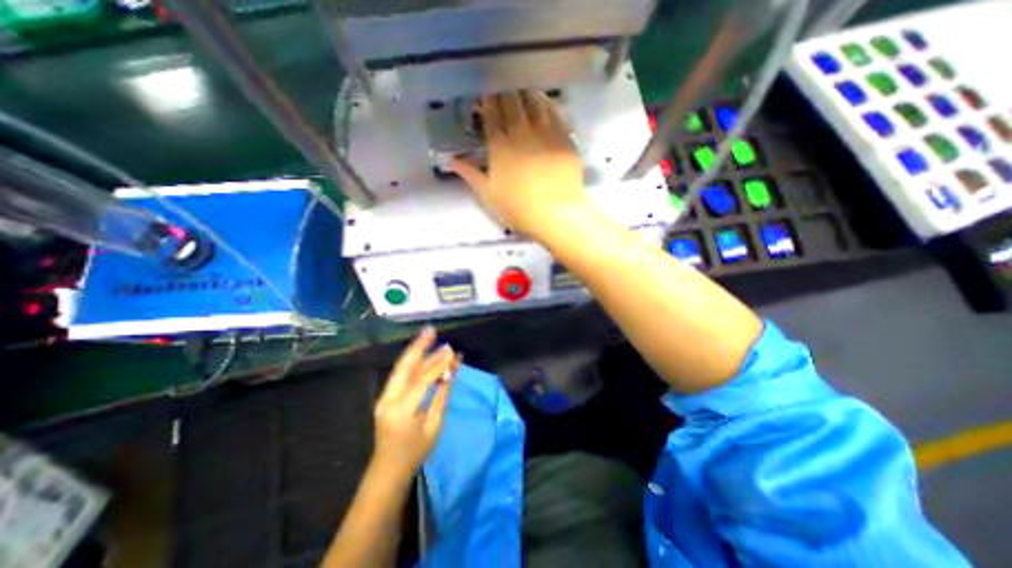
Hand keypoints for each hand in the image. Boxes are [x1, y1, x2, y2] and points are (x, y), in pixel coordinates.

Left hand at [370, 325, 458, 475]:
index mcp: (402, 410)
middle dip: (419, 346)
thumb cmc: (415, 452)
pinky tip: (421, 353)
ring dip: (415, 350)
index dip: (438, 364)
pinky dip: (412, 362)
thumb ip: (441, 396)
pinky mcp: (385, 396)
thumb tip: (450, 373)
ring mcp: (384, 397)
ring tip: (427, 335)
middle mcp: (389, 399)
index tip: (451, 351)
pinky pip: (400, 374)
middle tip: (431, 330)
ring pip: (401, 368)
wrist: (387, 470)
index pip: (422, 379)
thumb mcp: (434, 426)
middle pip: (405, 366)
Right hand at [456, 92, 588, 236]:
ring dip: (526, 94)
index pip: (492, 113)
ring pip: (535, 101)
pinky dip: (548, 104)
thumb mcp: (488, 194)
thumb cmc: (518, 208)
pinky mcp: (565, 138)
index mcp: (500, 145)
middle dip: (505, 93)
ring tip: (523, 94)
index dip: (488, 101)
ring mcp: (546, 132)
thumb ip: (470, 173)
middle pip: (512, 101)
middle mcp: (522, 131)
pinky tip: (545, 104)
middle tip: (503, 94)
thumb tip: (451, 159)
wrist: (556, 213)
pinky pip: (556, 112)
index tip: (486, 96)